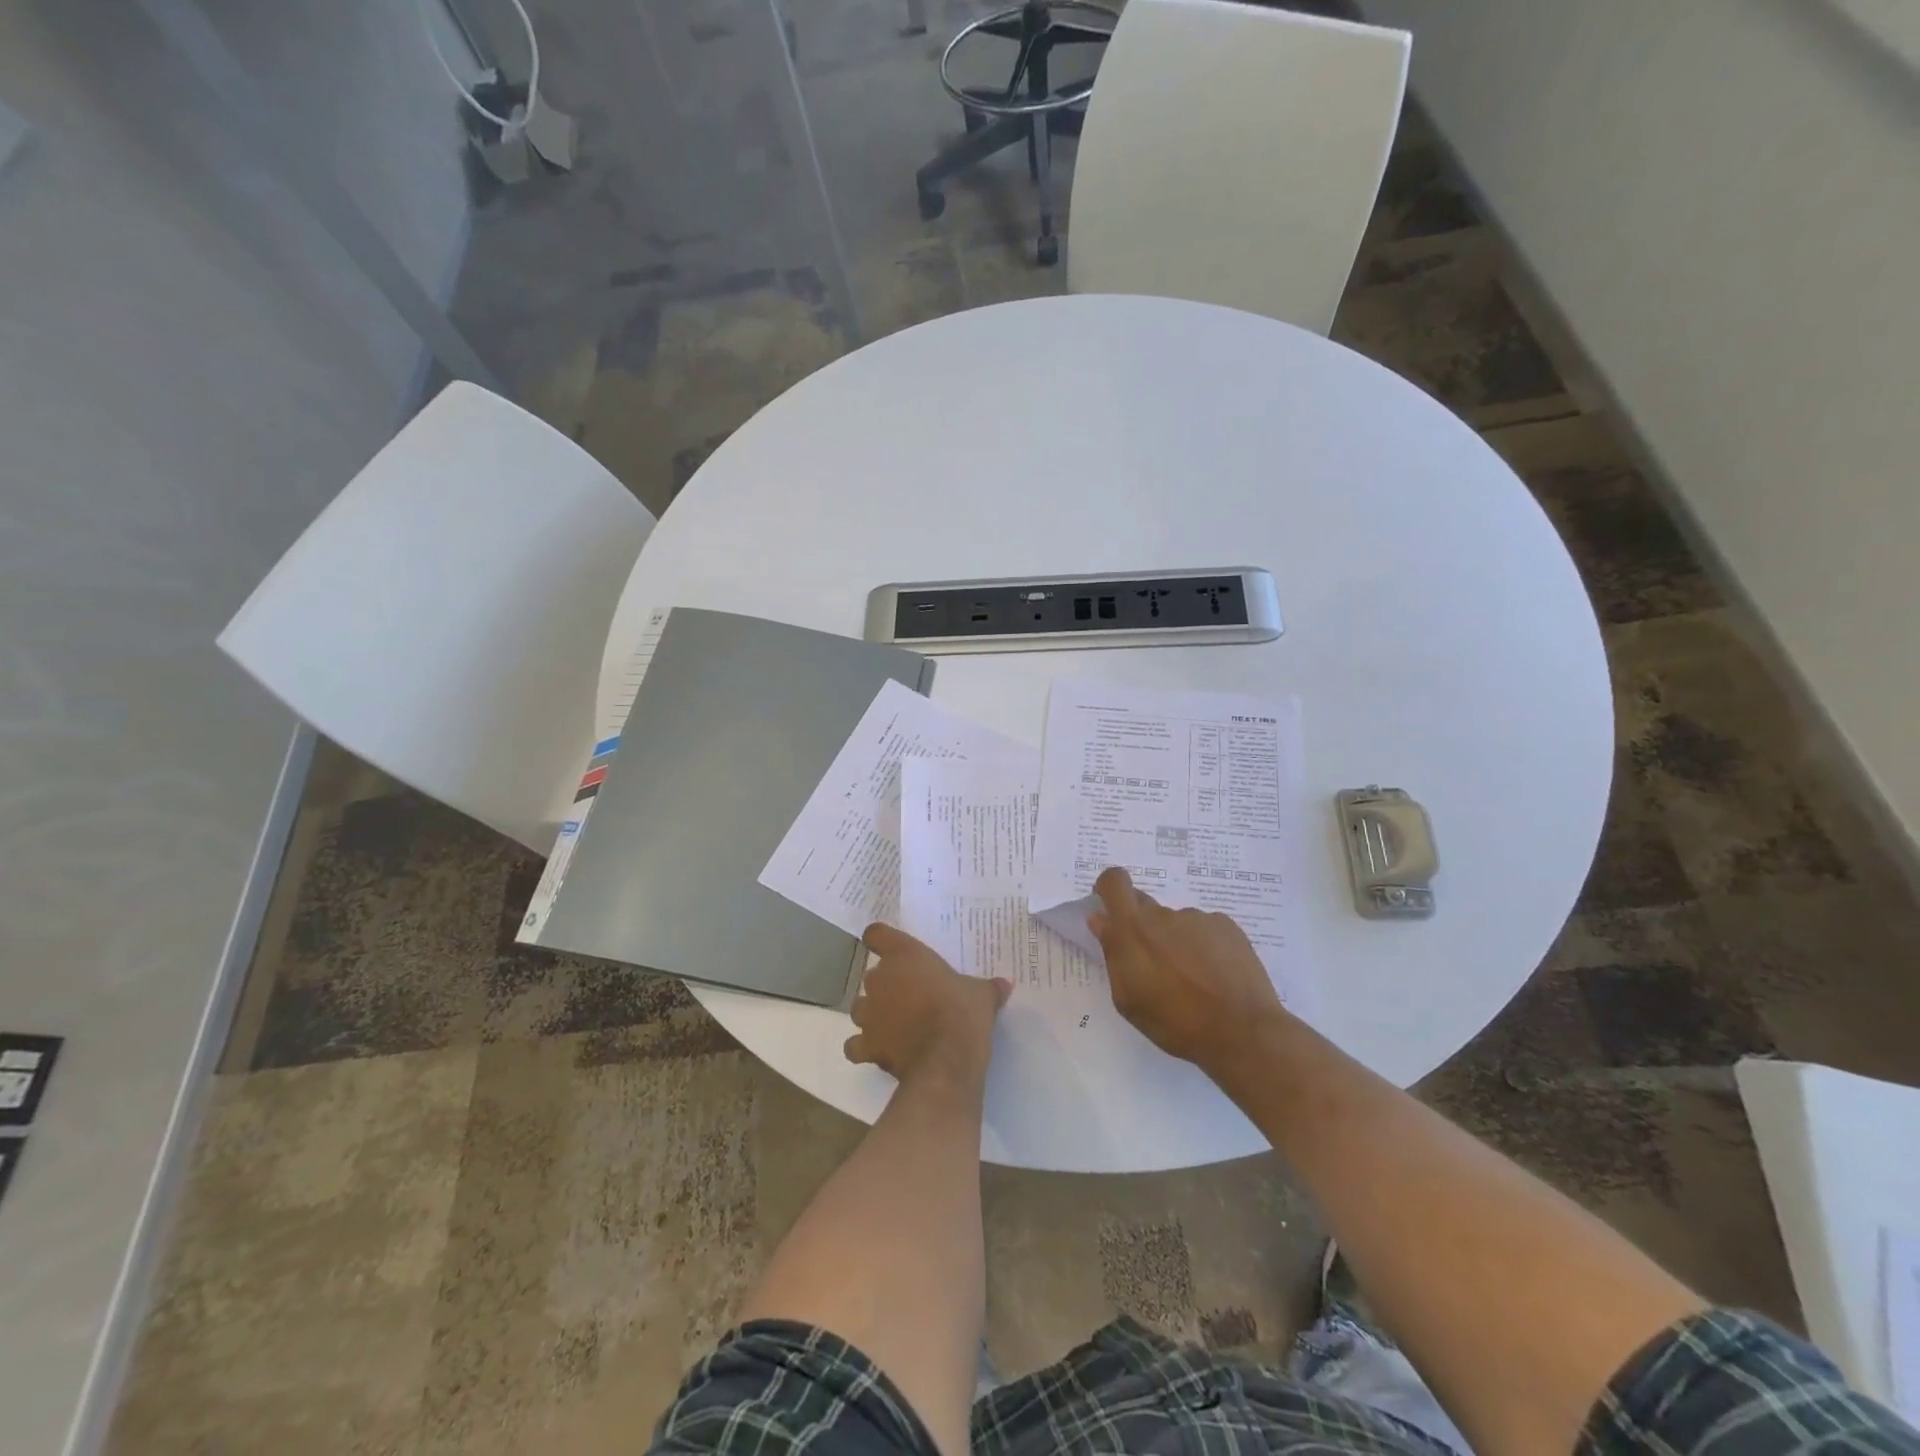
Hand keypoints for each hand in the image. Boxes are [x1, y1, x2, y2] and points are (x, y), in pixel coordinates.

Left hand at [844, 923, 1010, 1080]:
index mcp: (905, 956)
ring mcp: (869, 1013)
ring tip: (892, 1024)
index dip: (880, 940)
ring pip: (859, 1007)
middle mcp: (879, 980)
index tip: (890, 948)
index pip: (876, 934)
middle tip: (909, 996)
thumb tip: (1004, 984)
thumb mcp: (982, 995)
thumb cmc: (962, 1013)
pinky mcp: (867, 1045)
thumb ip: (988, 987)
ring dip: (872, 1014)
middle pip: (871, 975)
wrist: (945, 1059)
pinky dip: (863, 1047)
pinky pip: (855, 1045)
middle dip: (886, 985)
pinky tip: (878, 1050)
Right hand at [1089, 866, 1293, 1074]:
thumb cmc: (1175, 1023)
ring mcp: (1198, 918)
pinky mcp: (1227, 926)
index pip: (1114, 881)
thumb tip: (1101, 921)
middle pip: (1145, 907)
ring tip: (1192, 980)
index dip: (1109, 888)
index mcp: (1133, 929)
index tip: (1110, 908)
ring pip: (1176, 923)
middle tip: (1155, 965)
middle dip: (1143, 929)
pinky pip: (1204, 929)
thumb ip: (1112, 954)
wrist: (1242, 1032)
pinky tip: (1215, 976)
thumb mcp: (1128, 999)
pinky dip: (1204, 946)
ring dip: (1176, 942)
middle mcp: (1164, 914)